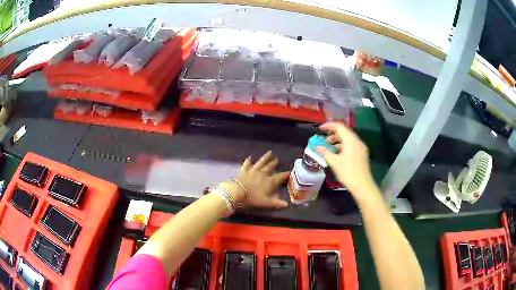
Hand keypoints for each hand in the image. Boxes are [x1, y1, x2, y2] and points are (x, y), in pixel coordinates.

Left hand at [227, 151, 289, 207]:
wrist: (238, 192)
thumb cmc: (253, 198)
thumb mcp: (266, 202)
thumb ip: (277, 203)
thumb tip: (286, 204)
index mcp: (269, 181)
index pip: (280, 176)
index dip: (286, 174)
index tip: (290, 172)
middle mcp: (263, 173)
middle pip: (270, 167)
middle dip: (275, 163)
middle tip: (278, 159)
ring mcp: (253, 170)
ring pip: (261, 162)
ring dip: (265, 157)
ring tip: (270, 152)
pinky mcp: (244, 170)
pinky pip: (247, 164)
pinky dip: (248, 161)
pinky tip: (249, 157)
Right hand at [316, 122, 379, 203]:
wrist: (363, 186)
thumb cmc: (348, 173)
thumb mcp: (334, 162)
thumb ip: (325, 152)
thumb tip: (316, 147)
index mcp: (351, 141)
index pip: (339, 127)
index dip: (328, 126)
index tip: (320, 129)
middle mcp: (357, 141)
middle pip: (344, 132)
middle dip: (333, 134)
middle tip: (324, 141)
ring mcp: (361, 148)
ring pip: (348, 139)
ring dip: (338, 141)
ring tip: (329, 148)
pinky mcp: (362, 154)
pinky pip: (351, 145)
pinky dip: (343, 146)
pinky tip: (338, 154)